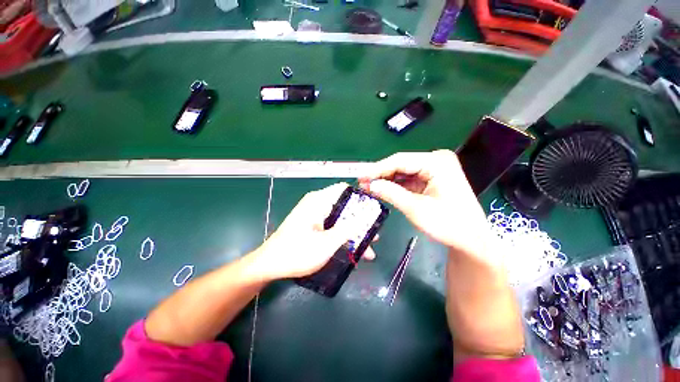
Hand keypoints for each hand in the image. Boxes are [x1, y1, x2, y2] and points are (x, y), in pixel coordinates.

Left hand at [254, 183, 376, 279]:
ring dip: (354, 233)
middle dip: (360, 221)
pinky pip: (333, 226)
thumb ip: (348, 229)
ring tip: (368, 249)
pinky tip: (353, 251)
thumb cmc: (297, 253)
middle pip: (345, 206)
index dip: (360, 197)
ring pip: (341, 219)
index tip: (373, 211)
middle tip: (374, 234)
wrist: (270, 265)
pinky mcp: (314, 225)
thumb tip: (366, 216)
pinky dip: (343, 237)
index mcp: (319, 201)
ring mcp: (315, 215)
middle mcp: (317, 204)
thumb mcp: (327, 243)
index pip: (344, 189)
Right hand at [359, 150, 492, 261]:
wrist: (471, 239)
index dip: (377, 168)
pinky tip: (382, 189)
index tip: (360, 176)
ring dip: (386, 180)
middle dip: (380, 174)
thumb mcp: (416, 209)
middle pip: (401, 164)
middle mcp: (436, 160)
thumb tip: (370, 184)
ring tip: (368, 186)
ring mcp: (434, 169)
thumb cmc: (448, 225)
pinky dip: (395, 185)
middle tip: (362, 183)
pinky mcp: (431, 178)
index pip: (400, 160)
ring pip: (403, 171)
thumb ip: (391, 193)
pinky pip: (408, 179)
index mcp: (437, 163)